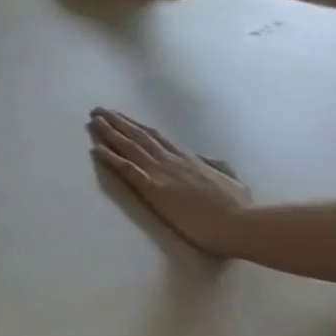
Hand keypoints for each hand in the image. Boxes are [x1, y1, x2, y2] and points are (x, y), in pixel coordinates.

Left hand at [88, 108, 251, 254]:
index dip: (136, 126)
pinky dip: (110, 156)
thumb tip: (207, 158)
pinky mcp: (152, 187)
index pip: (157, 137)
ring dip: (108, 132)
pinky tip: (95, 148)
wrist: (243, 224)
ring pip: (129, 146)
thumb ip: (218, 167)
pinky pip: (126, 167)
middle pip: (139, 136)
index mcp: (190, 160)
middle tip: (97, 111)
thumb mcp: (233, 181)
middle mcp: (172, 161)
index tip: (120, 116)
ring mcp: (161, 173)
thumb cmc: (241, 208)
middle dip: (117, 122)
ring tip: (93, 120)